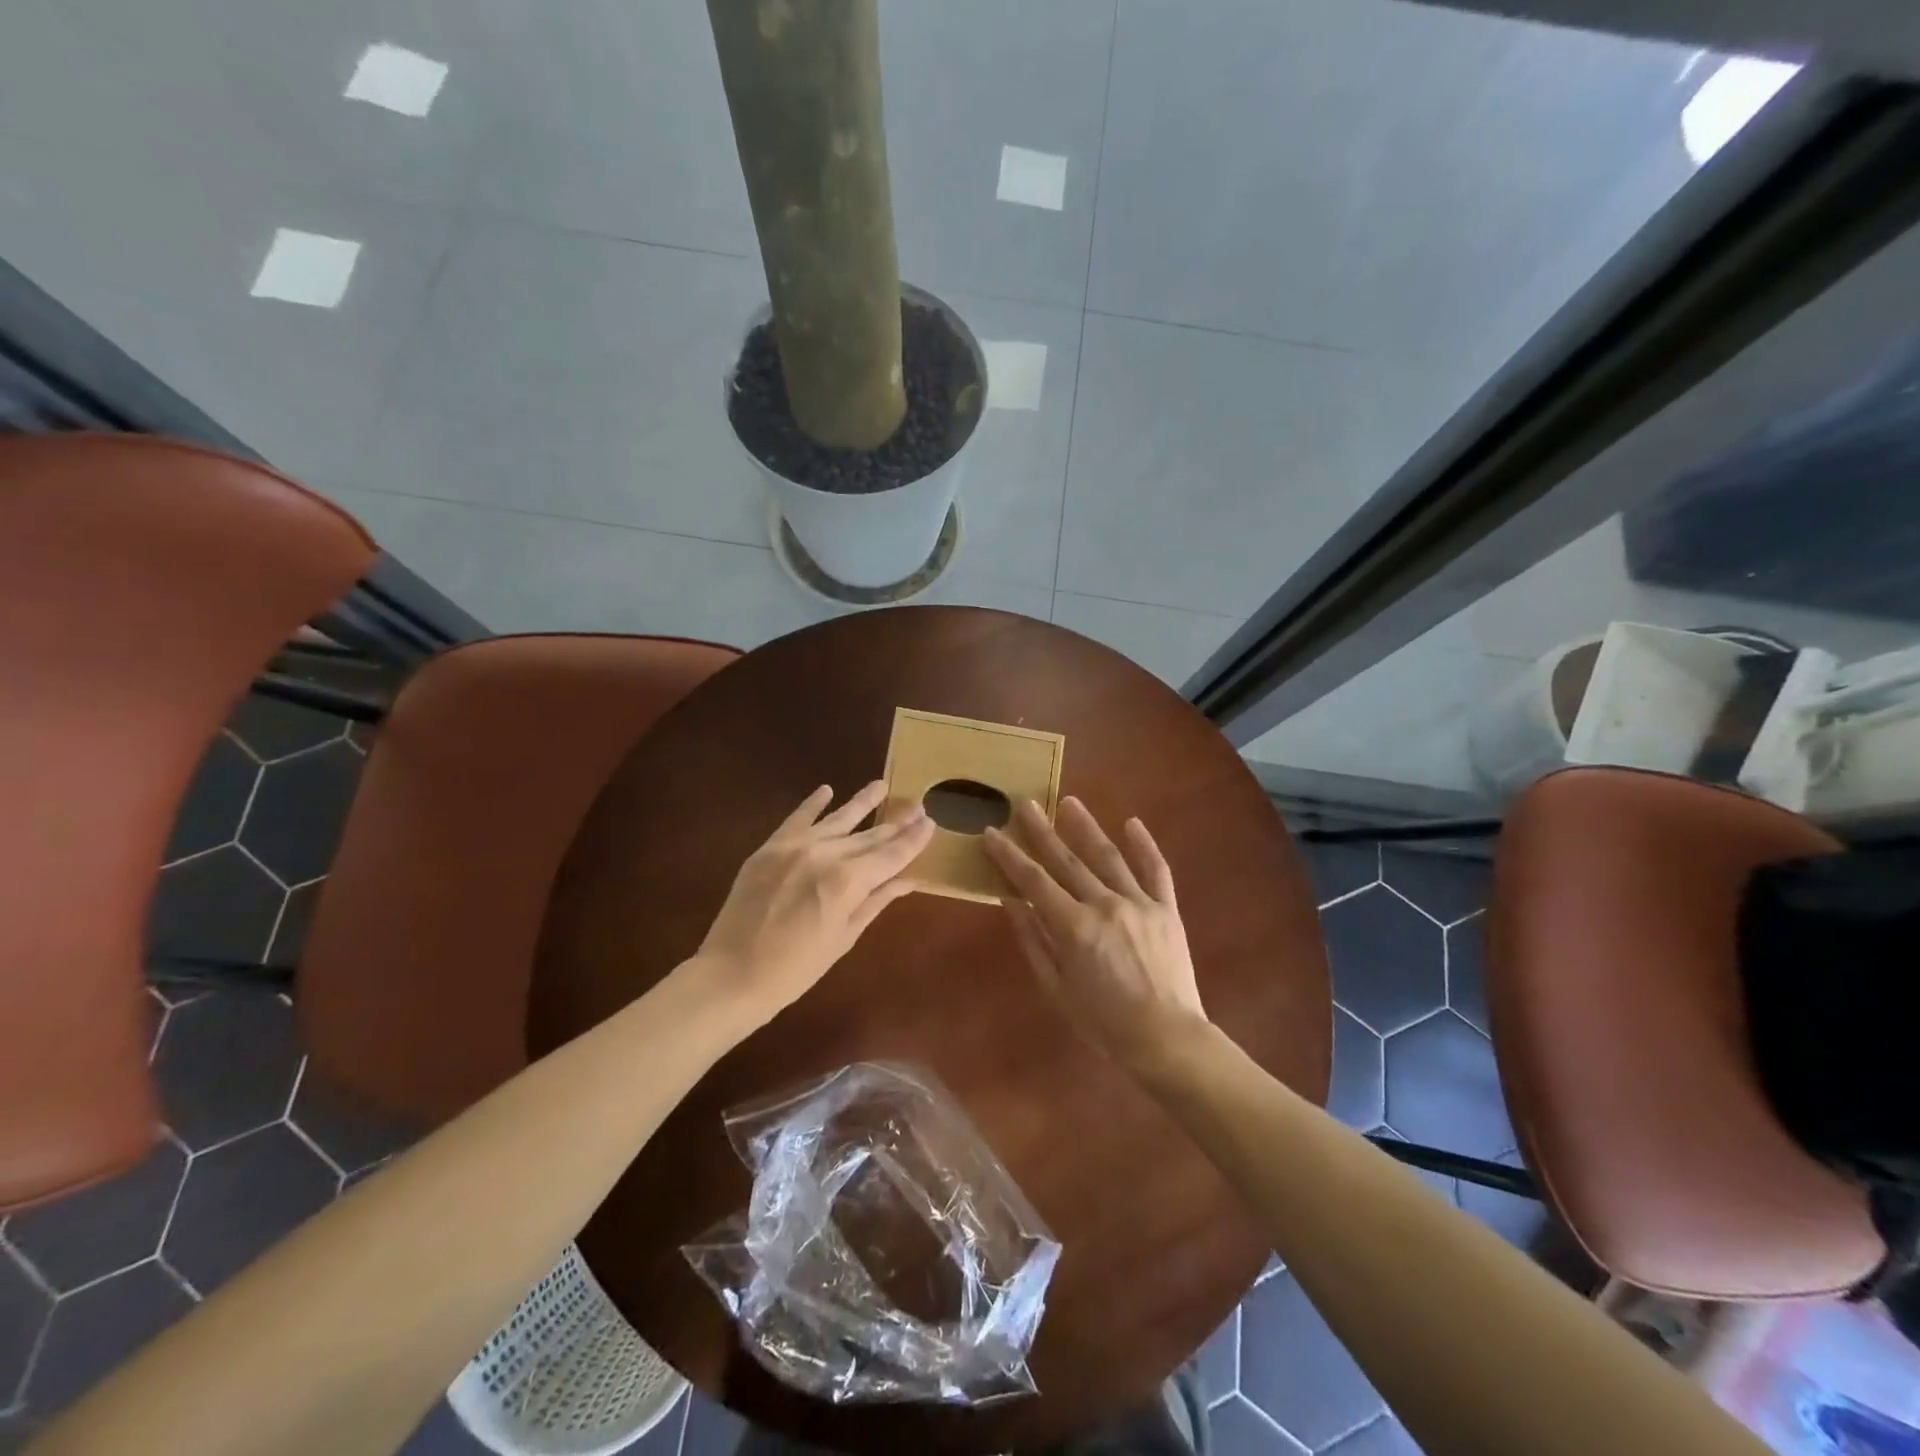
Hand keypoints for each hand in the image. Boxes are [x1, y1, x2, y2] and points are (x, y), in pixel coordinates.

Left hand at [695, 780, 933, 1024]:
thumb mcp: (844, 937)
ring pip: (837, 819)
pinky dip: (813, 803)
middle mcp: (825, 854)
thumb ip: (875, 901)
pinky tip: (827, 789)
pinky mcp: (769, 848)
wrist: (732, 975)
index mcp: (847, 881)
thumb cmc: (797, 968)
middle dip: (895, 822)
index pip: (891, 854)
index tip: (931, 821)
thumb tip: (908, 879)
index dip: (913, 839)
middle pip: (869, 835)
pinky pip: (796, 818)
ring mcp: (794, 846)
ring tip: (882, 785)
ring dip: (861, 802)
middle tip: (917, 806)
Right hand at [983, 797, 1208, 1072]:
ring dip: (1086, 827)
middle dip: (1042, 831)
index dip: (1009, 855)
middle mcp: (1105, 904)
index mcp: (1074, 927)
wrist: (1166, 1039)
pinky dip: (1144, 845)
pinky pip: (1156, 870)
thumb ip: (1033, 939)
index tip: (991, 832)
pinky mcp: (1166, 909)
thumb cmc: (1102, 1021)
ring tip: (1070, 801)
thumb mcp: (1056, 987)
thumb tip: (1010, 900)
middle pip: (1067, 860)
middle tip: (1026, 804)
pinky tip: (1131, 822)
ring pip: (1108, 856)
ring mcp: (1139, 903)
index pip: (1033, 881)